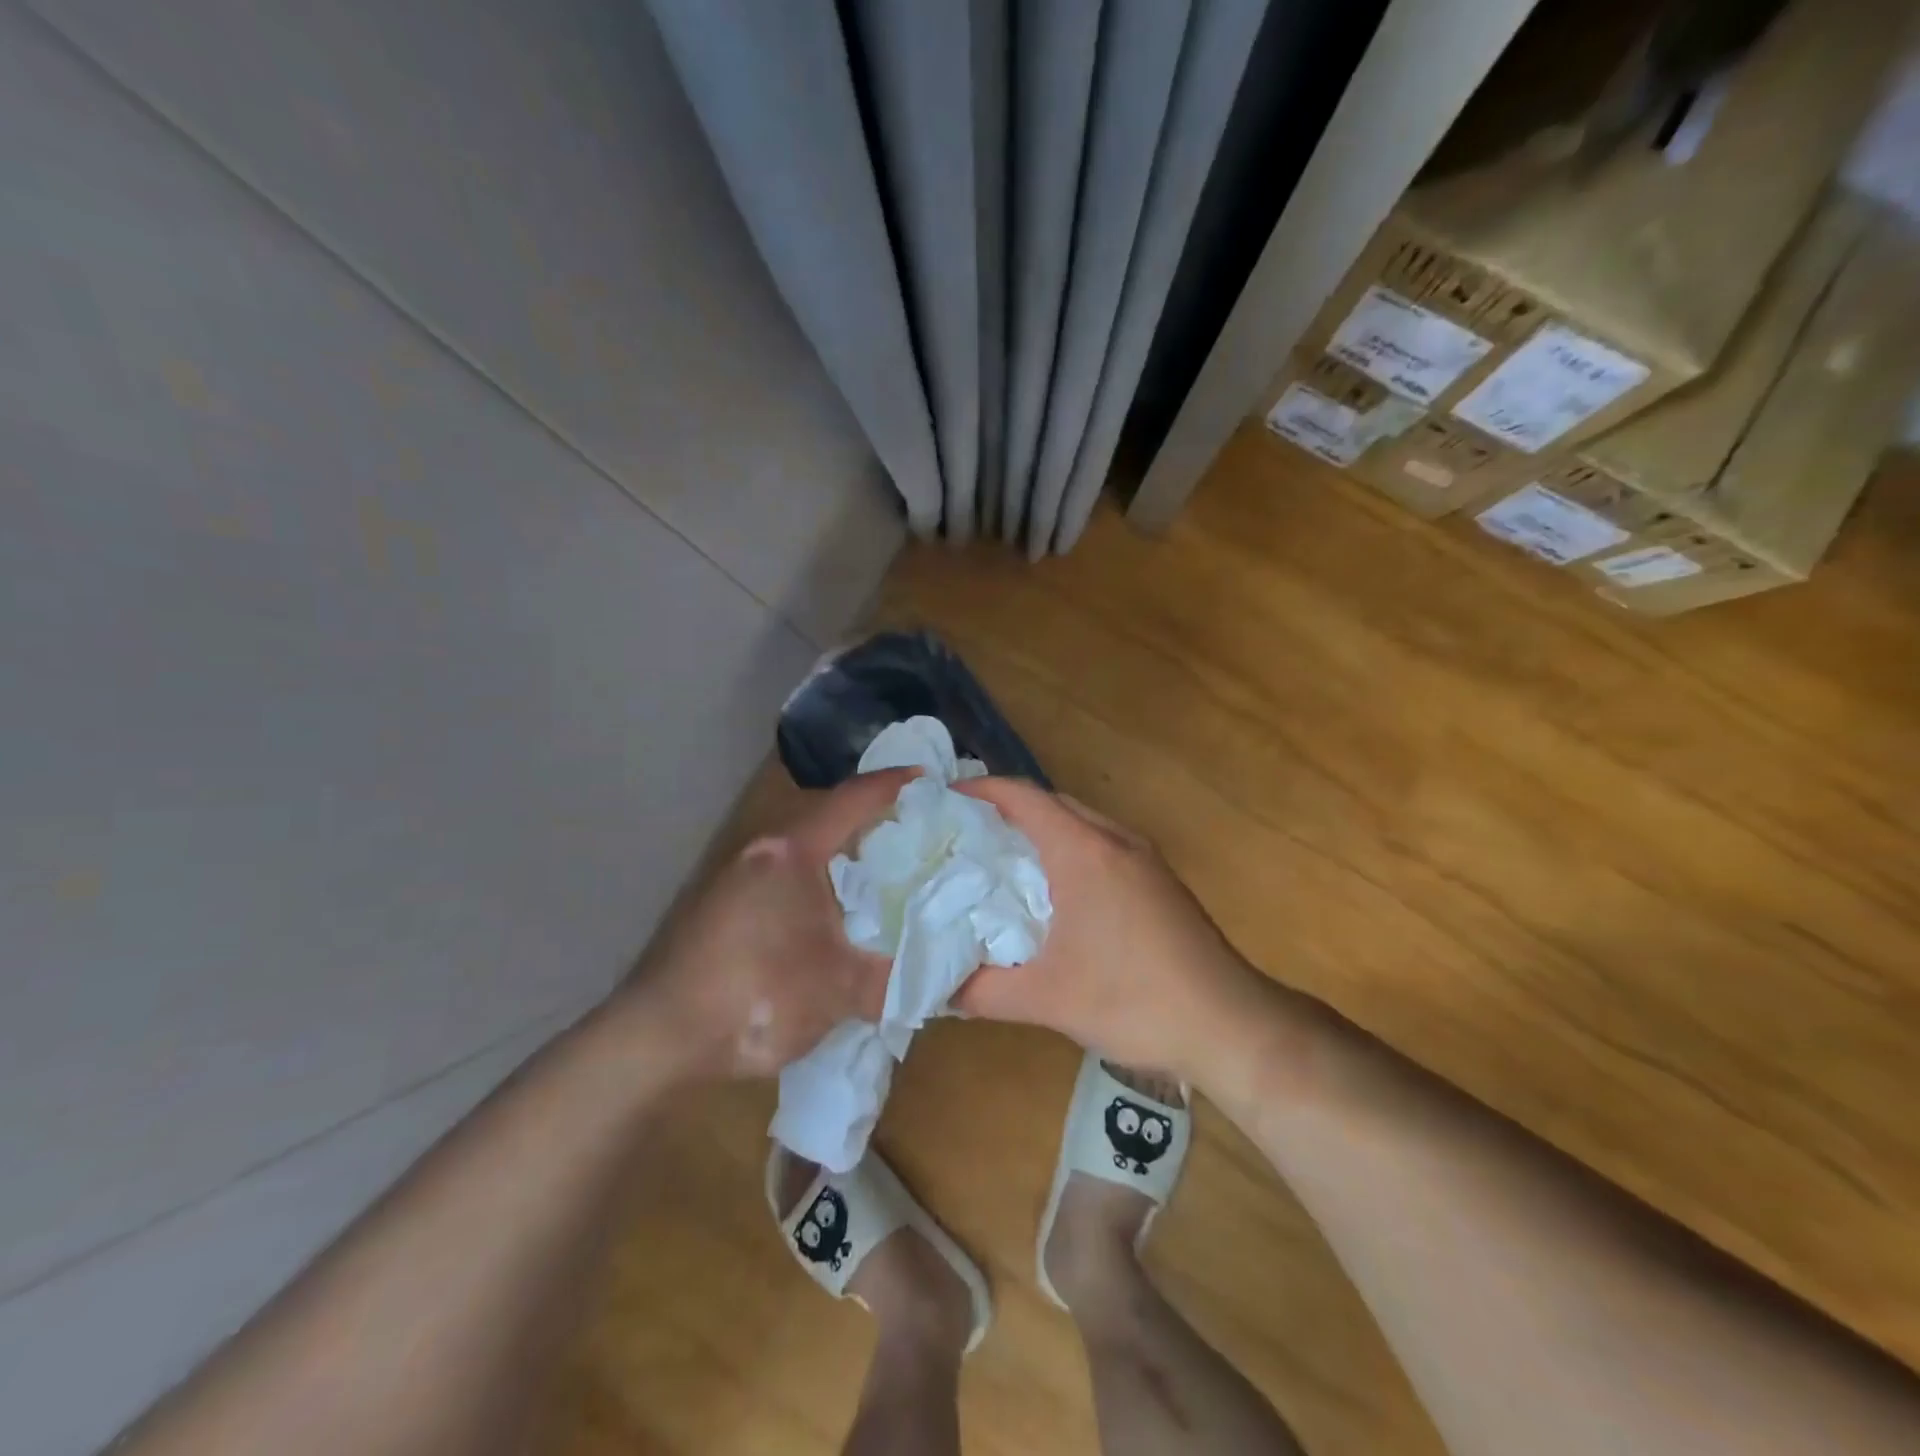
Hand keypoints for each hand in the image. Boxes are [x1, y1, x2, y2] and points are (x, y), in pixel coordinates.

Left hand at [620, 769, 914, 1079]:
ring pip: (809, 852)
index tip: (931, 780)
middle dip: (877, 824)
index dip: (894, 786)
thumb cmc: (754, 995)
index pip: (853, 800)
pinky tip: (840, 917)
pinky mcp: (726, 906)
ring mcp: (739, 878)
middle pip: (832, 820)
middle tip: (924, 836)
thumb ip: (897, 979)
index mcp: (793, 852)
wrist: (657, 1038)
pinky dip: (823, 883)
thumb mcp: (837, 990)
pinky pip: (790, 877)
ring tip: (891, 877)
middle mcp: (765, 852)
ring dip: (848, 858)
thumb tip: (950, 981)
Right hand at [951, 778, 1266, 1082]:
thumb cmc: (1134, 1000)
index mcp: (1084, 852)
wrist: (1229, 1023)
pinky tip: (1055, 889)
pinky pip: (1101, 843)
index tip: (946, 798)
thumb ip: (983, 992)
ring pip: (1080, 821)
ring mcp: (1143, 857)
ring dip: (1041, 828)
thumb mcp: (1047, 1000)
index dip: (981, 789)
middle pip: (1051, 802)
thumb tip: (939, 988)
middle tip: (965, 832)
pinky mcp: (1159, 879)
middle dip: (1006, 808)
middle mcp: (1114, 840)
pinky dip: (1068, 847)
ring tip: (1001, 857)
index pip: (1023, 797)